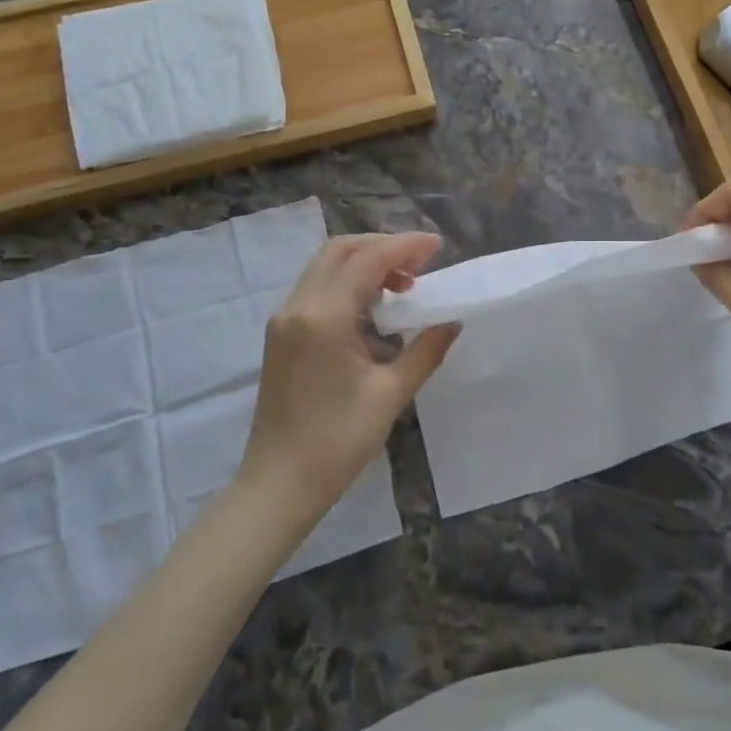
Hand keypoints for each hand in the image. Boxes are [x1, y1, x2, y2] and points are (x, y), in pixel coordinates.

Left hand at [240, 233, 459, 520]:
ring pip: (325, 265)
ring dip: (365, 262)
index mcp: (324, 317)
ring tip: (403, 285)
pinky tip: (374, 307)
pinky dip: (348, 281)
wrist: (278, 484)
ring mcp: (284, 319)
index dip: (404, 246)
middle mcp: (298, 306)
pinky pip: (317, 287)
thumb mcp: (391, 394)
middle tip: (421, 263)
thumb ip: (426, 350)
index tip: (438, 246)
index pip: (367, 259)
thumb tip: (452, 321)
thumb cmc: (337, 442)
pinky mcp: (281, 334)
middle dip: (383, 246)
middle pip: (340, 250)